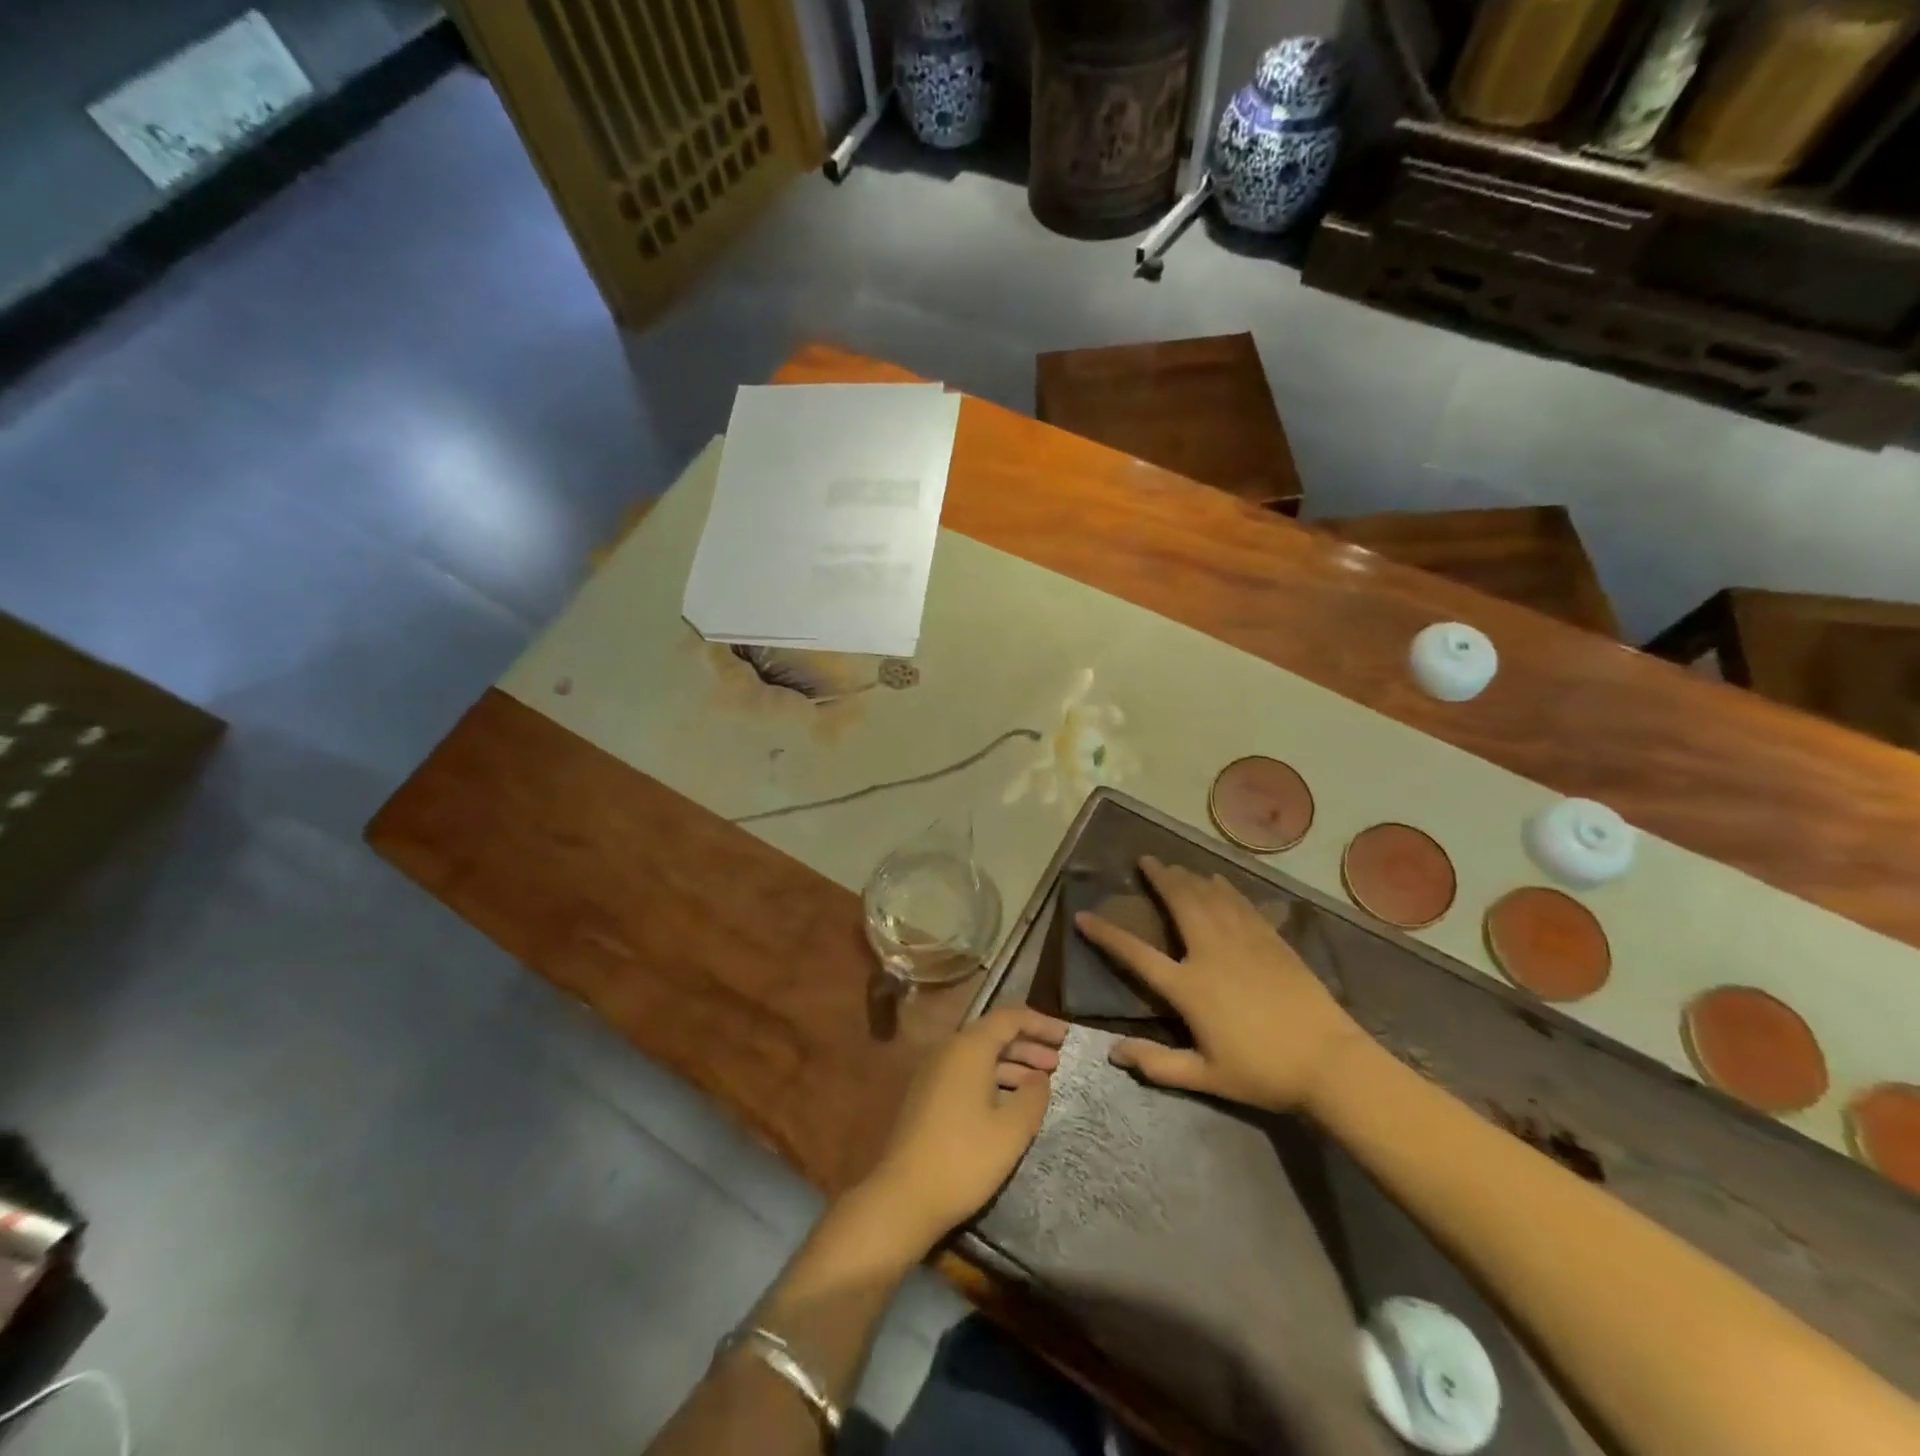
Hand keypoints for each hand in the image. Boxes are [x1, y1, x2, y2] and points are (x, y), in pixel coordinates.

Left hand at [858, 1006, 1067, 1253]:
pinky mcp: (927, 1096)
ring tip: (1041, 1084)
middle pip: (993, 1034)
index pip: (1009, 1017)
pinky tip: (1010, 1103)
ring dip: (1012, 1064)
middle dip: (1028, 1045)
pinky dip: (993, 1079)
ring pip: (980, 1056)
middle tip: (1058, 1062)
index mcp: (968, 1048)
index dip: (1040, 1023)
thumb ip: (1033, 1097)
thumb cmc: (963, 1158)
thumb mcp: (1011, 1130)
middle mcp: (948, 1051)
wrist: (903, 1196)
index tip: (1067, 1036)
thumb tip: (1040, 1077)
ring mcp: (934, 1073)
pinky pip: (967, 1074)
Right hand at [1076, 856, 1367, 1113]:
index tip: (1084, 916)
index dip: (1106, 934)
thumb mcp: (1206, 1077)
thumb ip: (1157, 1064)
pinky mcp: (1271, 940)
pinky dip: (1224, 887)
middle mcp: (1211, 952)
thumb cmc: (1263, 1072)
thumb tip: (1113, 1052)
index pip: (1136, 954)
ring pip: (1209, 896)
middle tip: (1145, 860)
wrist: (1330, 1062)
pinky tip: (1218, 880)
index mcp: (1189, 987)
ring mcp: (1244, 941)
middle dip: (1159, 878)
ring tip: (1174, 864)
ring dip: (1189, 876)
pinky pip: (1240, 903)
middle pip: (1179, 903)